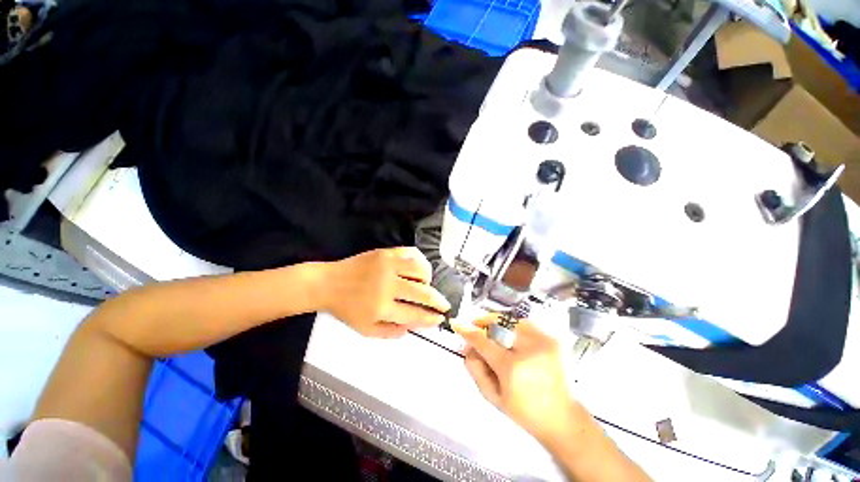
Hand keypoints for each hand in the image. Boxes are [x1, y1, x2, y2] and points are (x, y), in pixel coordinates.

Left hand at [322, 247, 450, 338]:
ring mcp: (388, 265)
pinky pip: (412, 253)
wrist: (328, 283)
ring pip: (421, 270)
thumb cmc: (347, 308)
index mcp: (382, 307)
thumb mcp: (365, 329)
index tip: (439, 318)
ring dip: (428, 280)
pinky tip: (419, 268)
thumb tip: (412, 328)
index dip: (430, 318)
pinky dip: (420, 261)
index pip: (415, 314)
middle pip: (423, 293)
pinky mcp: (386, 252)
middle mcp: (388, 285)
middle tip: (444, 304)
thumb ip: (390, 332)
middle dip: (438, 301)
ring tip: (427, 285)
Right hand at [453, 317, 585, 443]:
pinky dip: (513, 324)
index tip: (458, 324)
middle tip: (476, 326)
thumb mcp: (492, 396)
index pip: (483, 341)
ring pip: (512, 319)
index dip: (468, 331)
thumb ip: (474, 368)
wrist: (561, 417)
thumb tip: (466, 346)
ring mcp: (543, 342)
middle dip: (483, 322)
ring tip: (491, 328)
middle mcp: (528, 350)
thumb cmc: (524, 411)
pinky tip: (509, 332)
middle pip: (498, 323)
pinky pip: (526, 323)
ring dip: (498, 321)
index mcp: (512, 368)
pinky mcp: (552, 339)